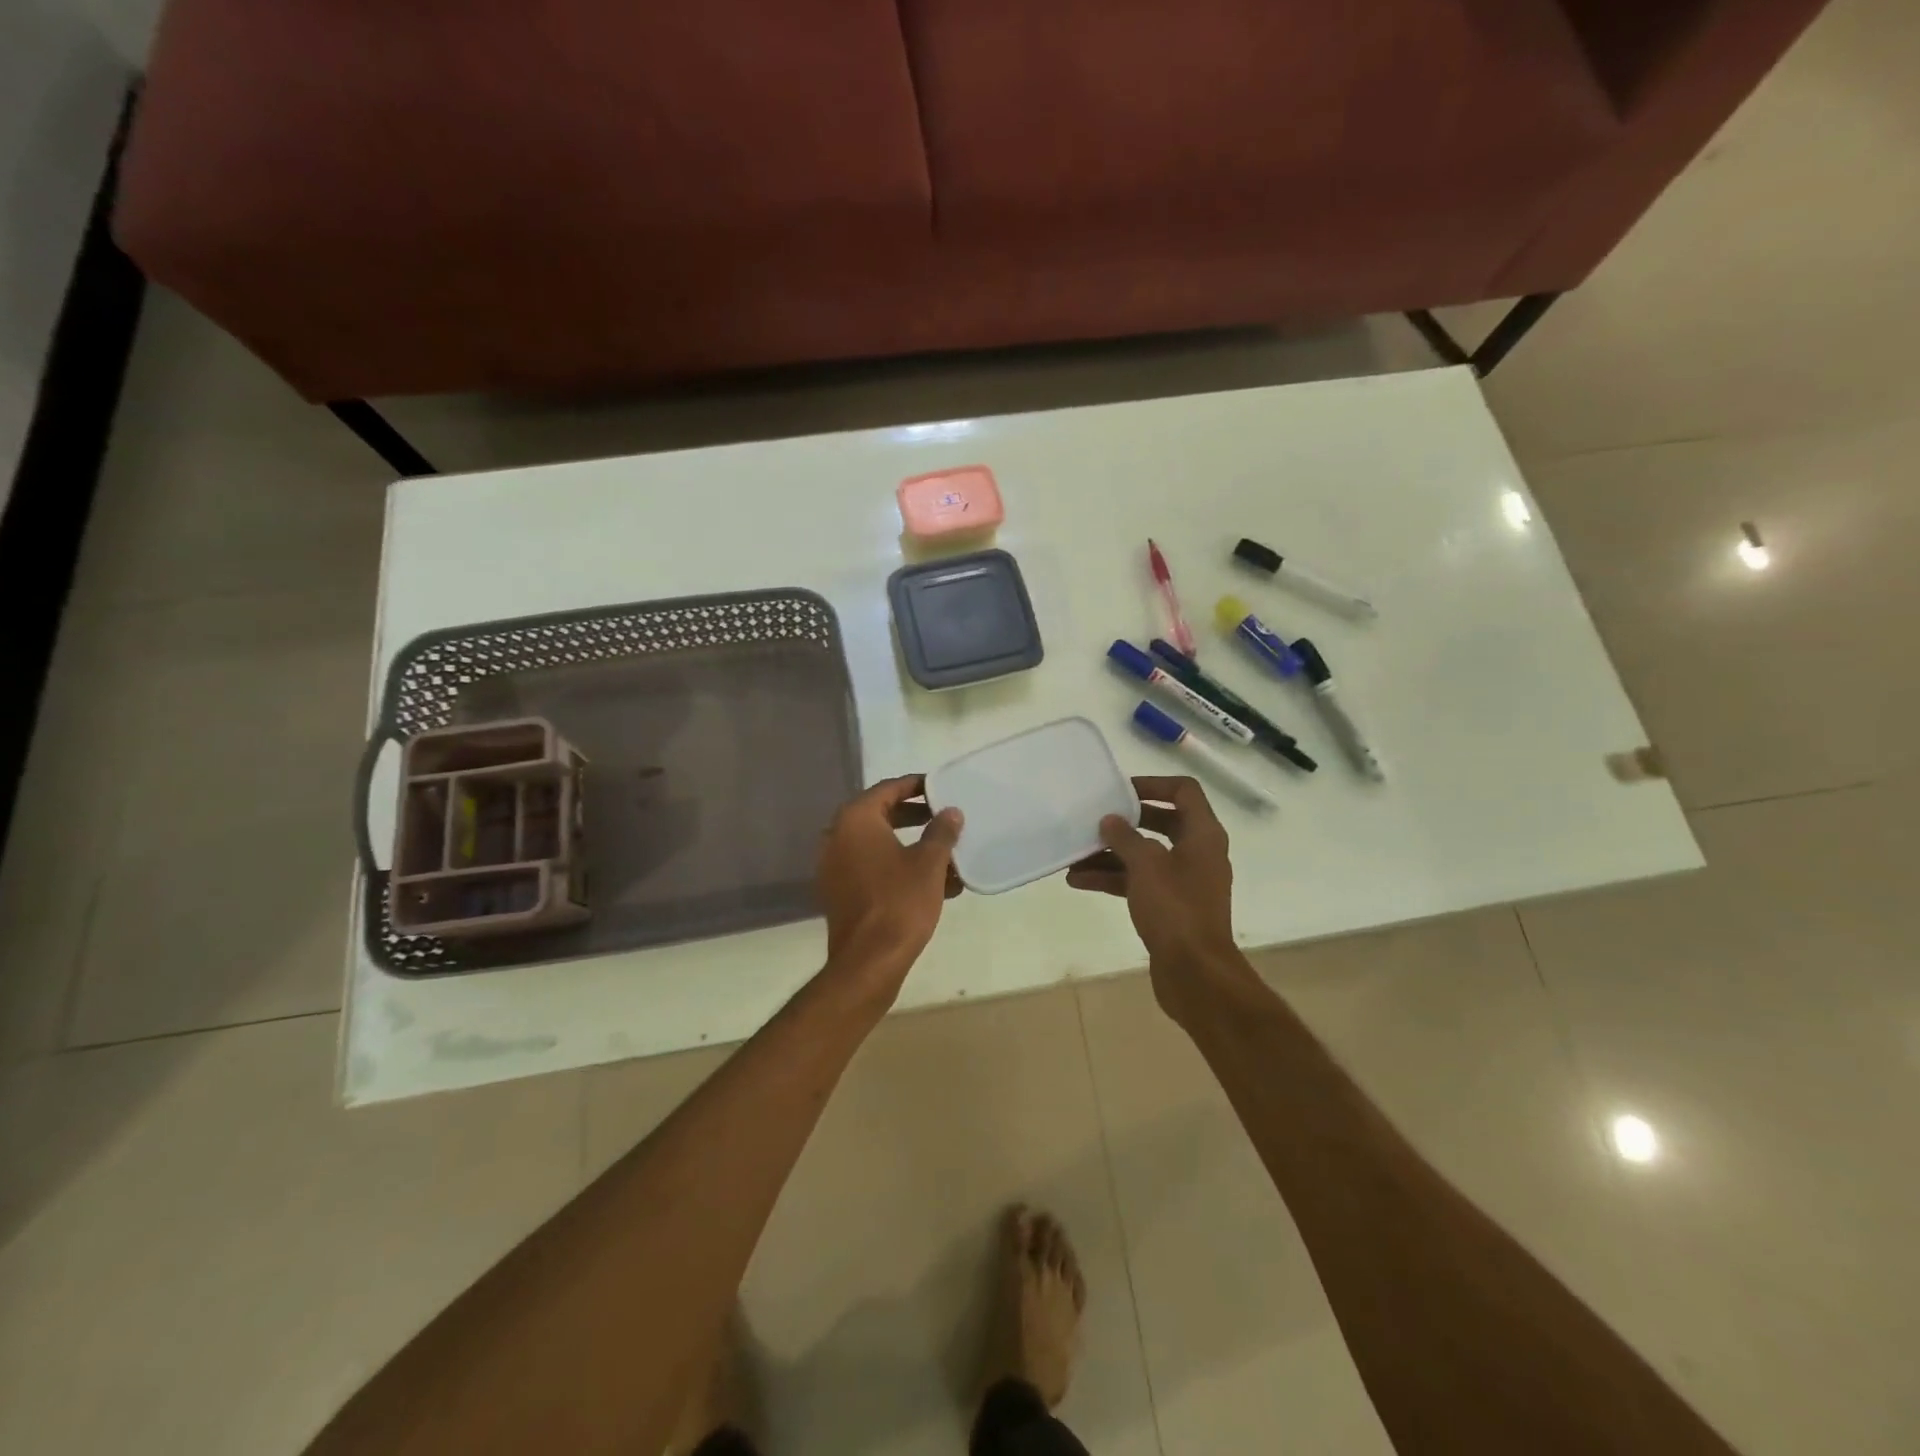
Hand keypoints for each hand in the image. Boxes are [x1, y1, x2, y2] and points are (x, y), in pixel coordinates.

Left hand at [816, 775, 963, 998]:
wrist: (869, 961)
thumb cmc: (900, 902)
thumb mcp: (929, 863)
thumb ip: (941, 831)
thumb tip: (950, 812)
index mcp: (855, 820)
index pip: (888, 789)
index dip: (916, 786)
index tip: (940, 787)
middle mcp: (837, 837)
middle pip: (881, 815)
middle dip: (916, 817)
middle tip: (945, 818)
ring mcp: (834, 866)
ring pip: (879, 845)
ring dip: (911, 846)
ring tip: (947, 854)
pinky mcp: (839, 892)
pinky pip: (872, 868)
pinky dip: (898, 867)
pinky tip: (933, 883)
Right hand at [1066, 776, 1242, 1020]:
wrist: (1195, 973)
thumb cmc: (1175, 909)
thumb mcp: (1146, 865)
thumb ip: (1126, 837)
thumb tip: (1111, 820)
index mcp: (1203, 835)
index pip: (1184, 791)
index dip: (1153, 784)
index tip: (1120, 790)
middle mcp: (1197, 853)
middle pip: (1161, 822)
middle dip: (1126, 822)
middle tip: (1095, 818)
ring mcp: (1184, 881)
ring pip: (1145, 855)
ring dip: (1111, 853)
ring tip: (1074, 854)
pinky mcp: (1170, 907)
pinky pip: (1139, 882)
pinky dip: (1113, 878)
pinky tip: (1079, 881)